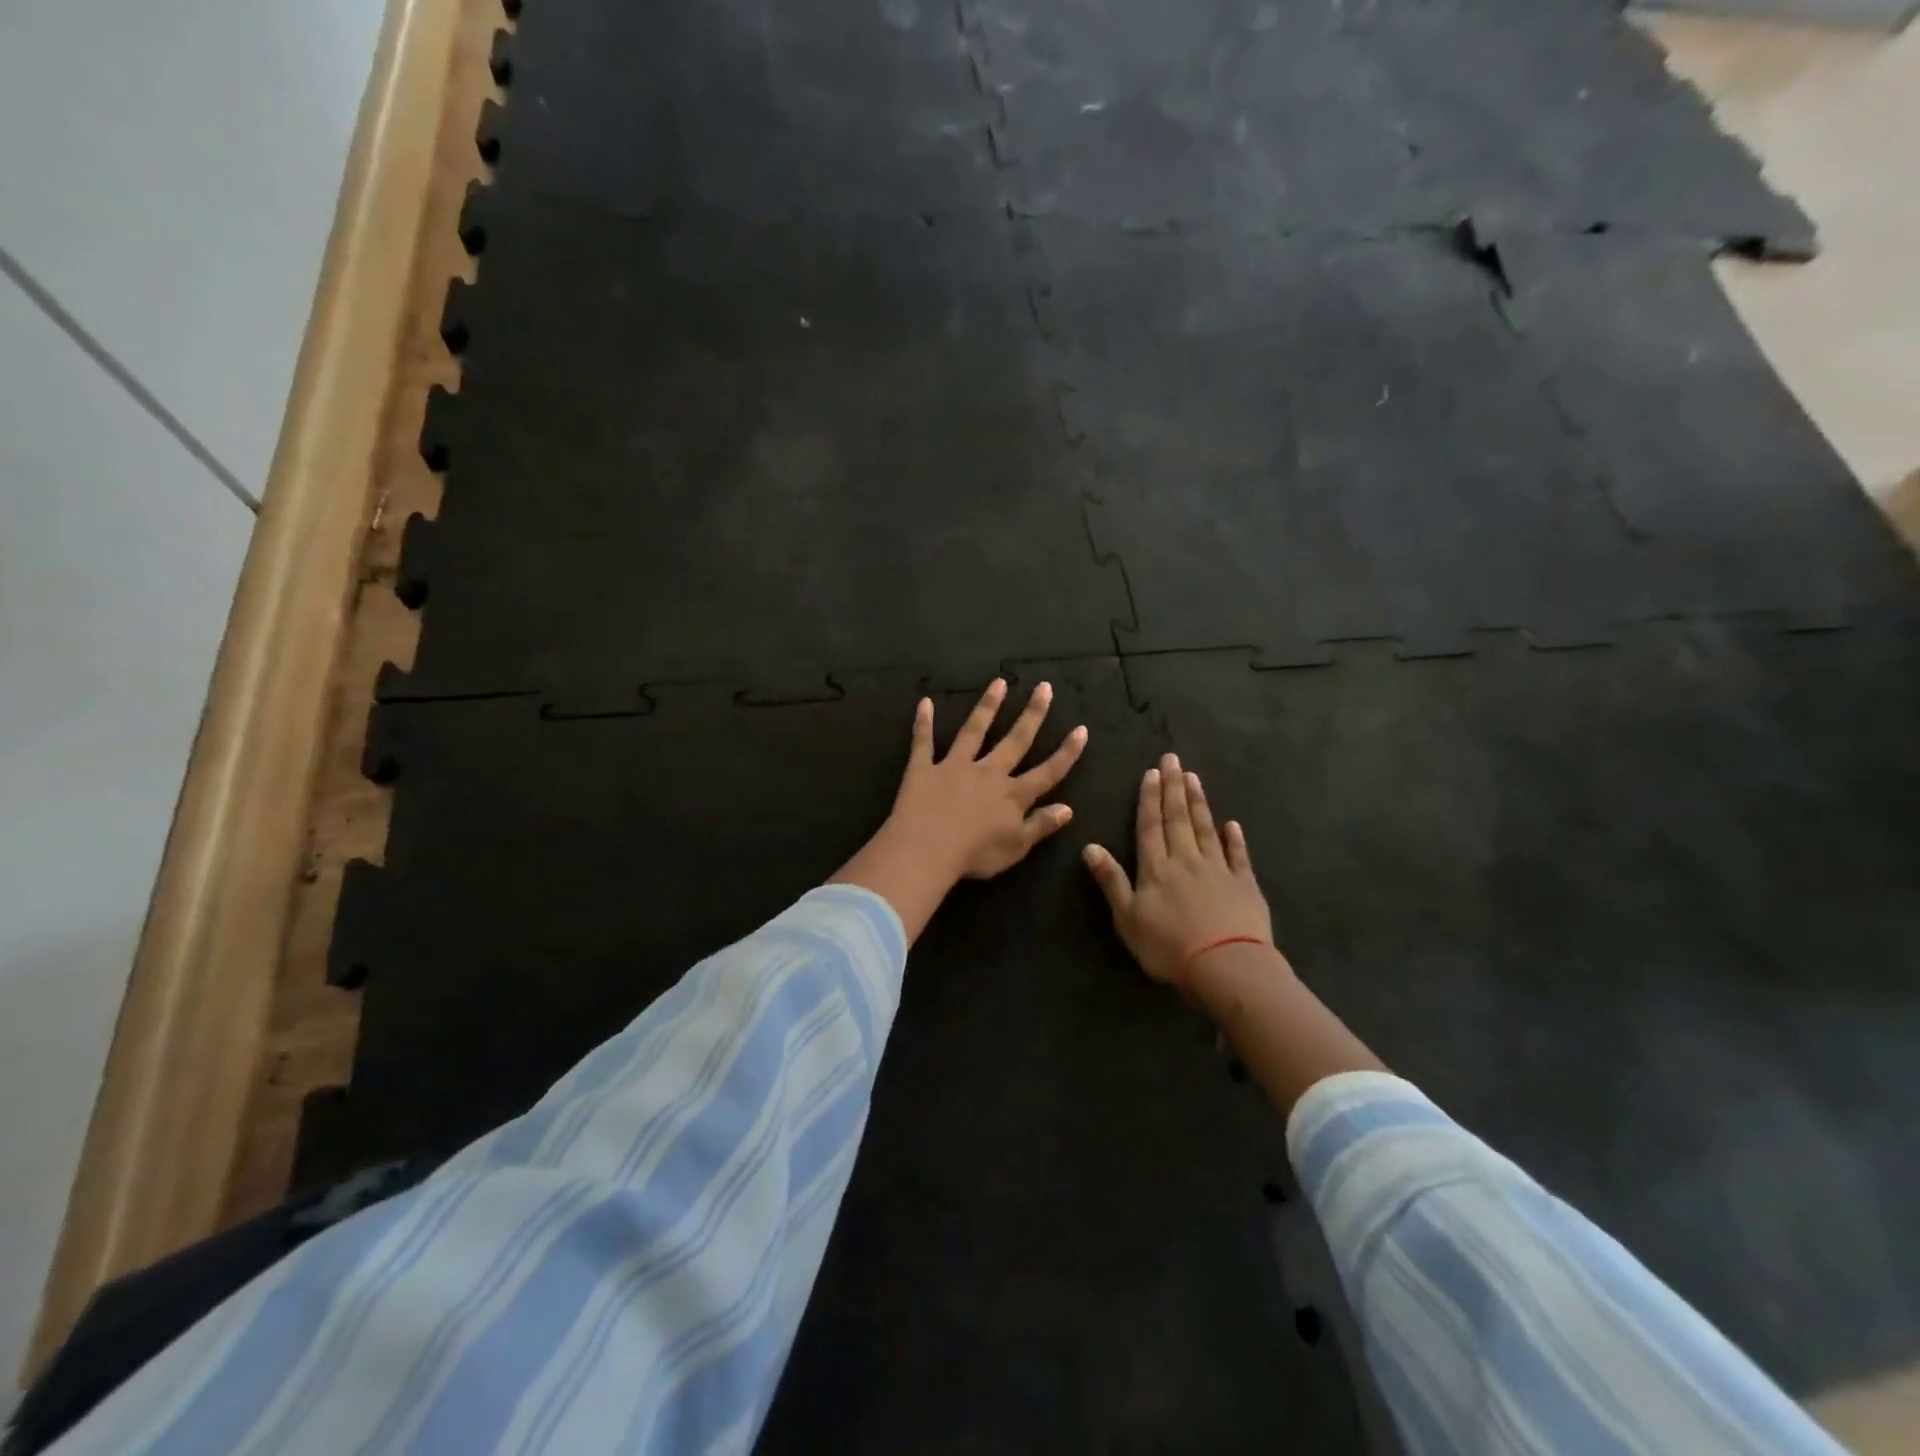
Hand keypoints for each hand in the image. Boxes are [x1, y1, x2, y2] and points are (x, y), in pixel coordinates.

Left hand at [833, 679, 1087, 940]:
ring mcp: (955, 767)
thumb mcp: (1017, 847)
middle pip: (1015, 740)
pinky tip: (924, 703)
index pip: (1048, 771)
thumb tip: (1068, 808)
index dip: (1067, 752)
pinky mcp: (924, 769)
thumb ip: (1041, 825)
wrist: (927, 850)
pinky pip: (923, 742)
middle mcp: (988, 773)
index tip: (1081, 729)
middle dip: (1032, 714)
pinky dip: (923, 723)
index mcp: (1013, 795)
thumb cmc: (975, 855)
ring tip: (999, 683)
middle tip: (1043, 687)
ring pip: (974, 731)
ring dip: (987, 706)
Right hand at [1083, 753, 1276, 988]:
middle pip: (1178, 819)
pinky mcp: (1245, 885)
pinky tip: (1232, 824)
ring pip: (1205, 829)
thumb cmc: (1168, 947)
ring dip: (1198, 803)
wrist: (1225, 966)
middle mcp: (1186, 860)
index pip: (1150, 826)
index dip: (1149, 799)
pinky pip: (1238, 856)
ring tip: (1194, 777)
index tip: (1151, 772)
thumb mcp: (1127, 918)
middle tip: (1173, 759)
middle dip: (1173, 788)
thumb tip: (1090, 846)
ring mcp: (1218, 870)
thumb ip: (1111, 881)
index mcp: (1156, 869)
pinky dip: (1234, 839)